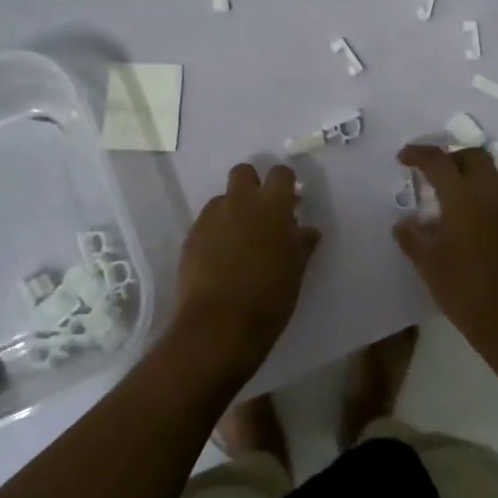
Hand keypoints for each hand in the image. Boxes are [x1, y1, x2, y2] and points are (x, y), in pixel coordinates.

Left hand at [172, 163, 319, 379]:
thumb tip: (306, 229)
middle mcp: (240, 201)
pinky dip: (214, 232)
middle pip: (243, 172)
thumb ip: (300, 243)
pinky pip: (206, 223)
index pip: (280, 173)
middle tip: (260, 214)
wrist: (220, 325)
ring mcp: (212, 217)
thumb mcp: (295, 269)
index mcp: (272, 205)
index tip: (290, 203)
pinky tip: (219, 259)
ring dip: (231, 211)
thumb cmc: (269, 296)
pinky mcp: (191, 236)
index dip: (285, 184)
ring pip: (222, 199)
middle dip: (252, 185)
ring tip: (237, 242)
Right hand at [393, 145, 497, 351]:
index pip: (439, 161)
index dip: (418, 154)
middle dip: (449, 156)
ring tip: (448, 193)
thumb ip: (413, 238)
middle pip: (472, 156)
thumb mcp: (430, 266)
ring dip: (468, 172)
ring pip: (490, 172)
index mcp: (464, 197)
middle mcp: (490, 193)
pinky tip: (468, 217)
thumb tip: (404, 222)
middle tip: (430, 172)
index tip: (403, 158)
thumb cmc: (467, 291)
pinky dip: (482, 191)